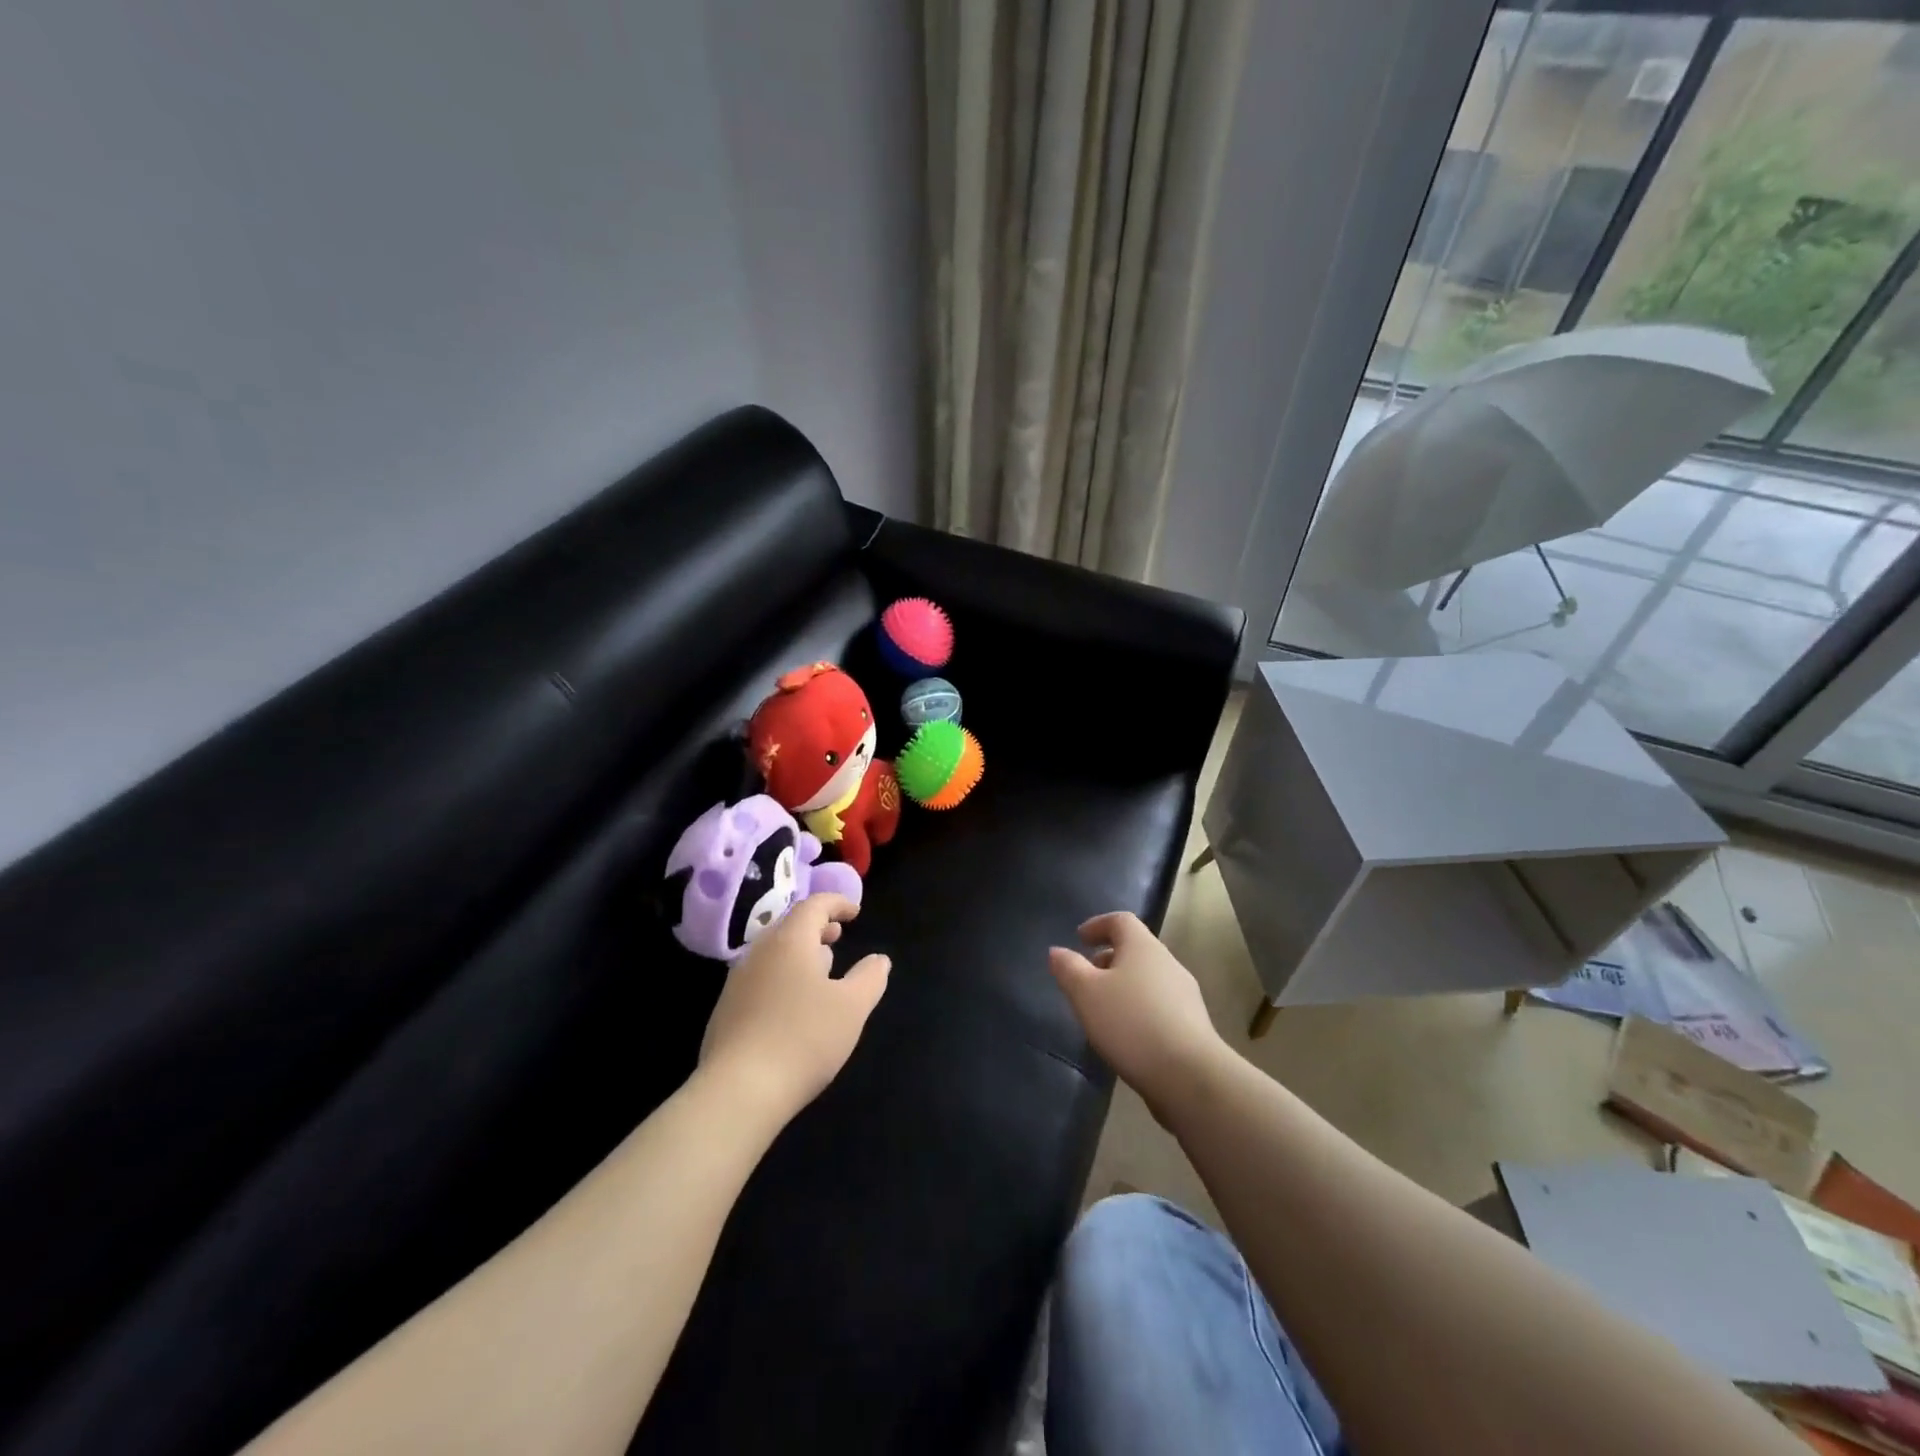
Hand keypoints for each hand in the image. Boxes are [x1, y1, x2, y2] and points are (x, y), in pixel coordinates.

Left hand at [698, 893, 888, 1124]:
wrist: (738, 1091)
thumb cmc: (803, 1038)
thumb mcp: (852, 1007)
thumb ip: (870, 977)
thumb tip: (879, 960)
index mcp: (790, 941)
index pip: (813, 905)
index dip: (837, 903)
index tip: (856, 912)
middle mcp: (759, 953)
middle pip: (789, 926)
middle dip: (816, 927)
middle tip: (838, 936)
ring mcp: (737, 982)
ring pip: (772, 954)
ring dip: (799, 953)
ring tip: (821, 969)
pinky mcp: (725, 1011)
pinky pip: (760, 979)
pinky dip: (782, 977)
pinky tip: (793, 1007)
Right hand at [1048, 912, 1224, 1120]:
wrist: (1189, 1075)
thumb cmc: (1130, 1023)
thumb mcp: (1086, 993)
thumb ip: (1068, 968)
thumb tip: (1057, 951)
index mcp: (1143, 947)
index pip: (1121, 920)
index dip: (1098, 925)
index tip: (1079, 938)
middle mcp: (1167, 963)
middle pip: (1135, 949)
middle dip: (1108, 959)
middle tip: (1086, 978)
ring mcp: (1184, 994)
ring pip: (1147, 978)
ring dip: (1123, 986)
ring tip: (1102, 1010)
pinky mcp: (1192, 1024)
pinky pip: (1159, 1004)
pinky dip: (1138, 1008)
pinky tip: (1127, 1035)